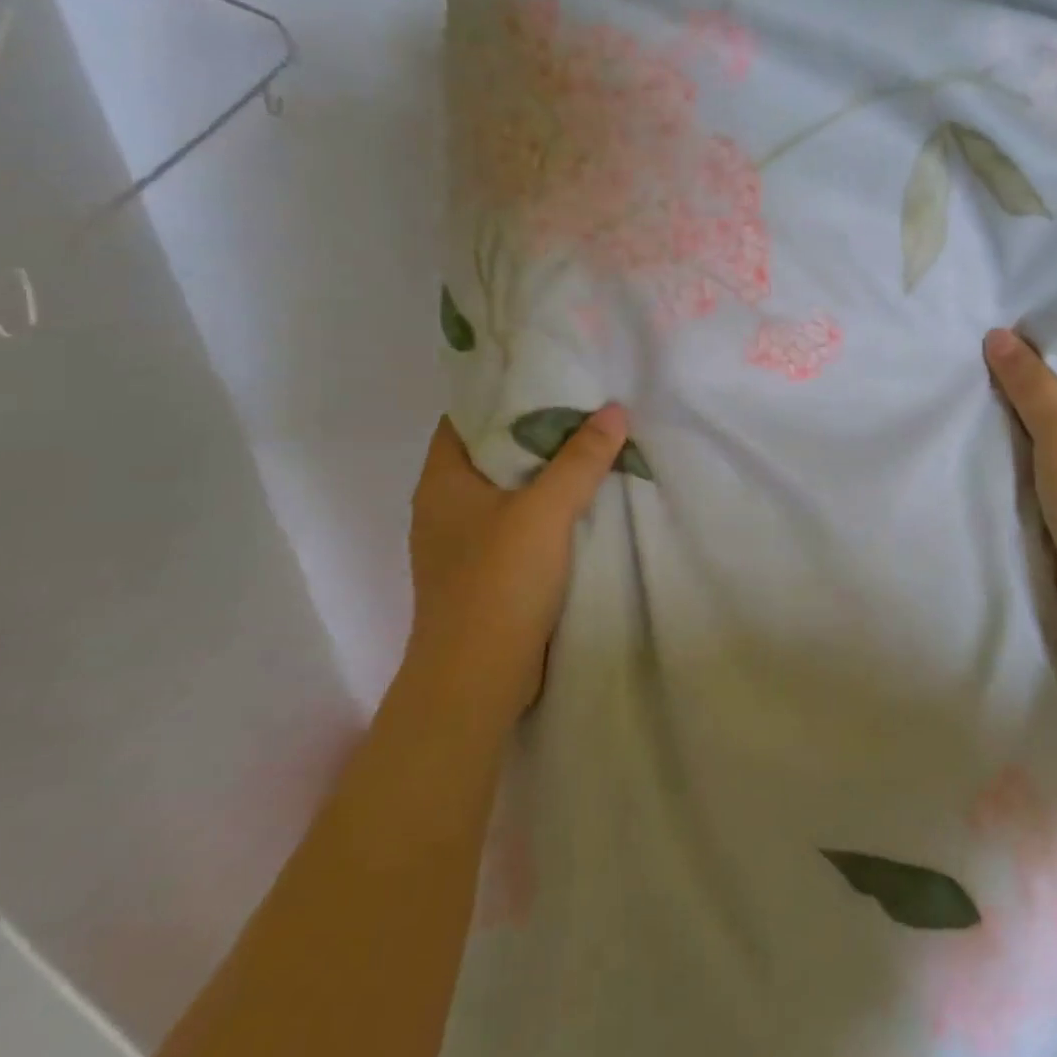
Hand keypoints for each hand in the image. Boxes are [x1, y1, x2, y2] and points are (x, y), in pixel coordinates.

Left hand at [405, 405, 629, 720]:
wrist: (477, 679)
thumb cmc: (498, 583)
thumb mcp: (545, 512)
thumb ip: (580, 460)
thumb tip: (614, 410)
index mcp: (442, 480)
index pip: (468, 416)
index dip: (504, 392)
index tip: (551, 376)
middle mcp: (445, 505)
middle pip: (492, 452)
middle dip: (536, 432)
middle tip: (586, 408)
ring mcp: (463, 542)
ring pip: (508, 491)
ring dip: (546, 474)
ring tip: (593, 448)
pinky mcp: (485, 572)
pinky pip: (518, 524)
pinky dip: (547, 510)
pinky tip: (583, 504)